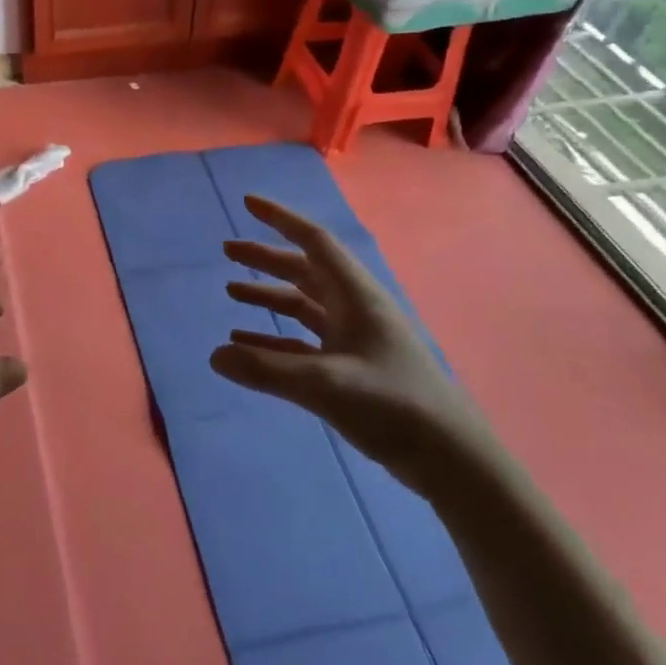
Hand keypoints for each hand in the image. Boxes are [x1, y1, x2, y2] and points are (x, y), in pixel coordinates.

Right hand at [212, 195, 491, 494]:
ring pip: (303, 306)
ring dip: (268, 296)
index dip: (281, 220)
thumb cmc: (394, 407)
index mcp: (357, 297)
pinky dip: (274, 340)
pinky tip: (247, 345)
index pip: (314, 243)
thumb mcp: (327, 384)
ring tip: (231, 291)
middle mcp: (355, 310)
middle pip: (304, 271)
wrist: (451, 461)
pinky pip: (303, 344)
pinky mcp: (350, 371)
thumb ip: (267, 370)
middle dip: (266, 258)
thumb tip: (214, 356)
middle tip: (228, 250)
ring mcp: (354, 341)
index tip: (248, 204)